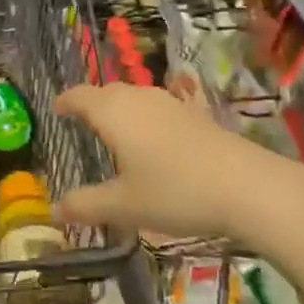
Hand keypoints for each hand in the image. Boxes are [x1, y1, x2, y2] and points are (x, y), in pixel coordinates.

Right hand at [53, 81, 303, 243]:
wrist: (249, 188)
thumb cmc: (175, 191)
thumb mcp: (123, 205)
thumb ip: (86, 205)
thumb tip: (54, 211)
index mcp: (113, 112)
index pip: (79, 96)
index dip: (65, 102)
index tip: (55, 110)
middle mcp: (139, 99)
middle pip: (107, 92)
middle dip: (91, 104)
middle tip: (81, 124)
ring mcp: (171, 104)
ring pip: (135, 98)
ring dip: (121, 110)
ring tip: (115, 133)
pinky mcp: (197, 116)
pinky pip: (159, 110)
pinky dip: (146, 120)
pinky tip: (155, 144)